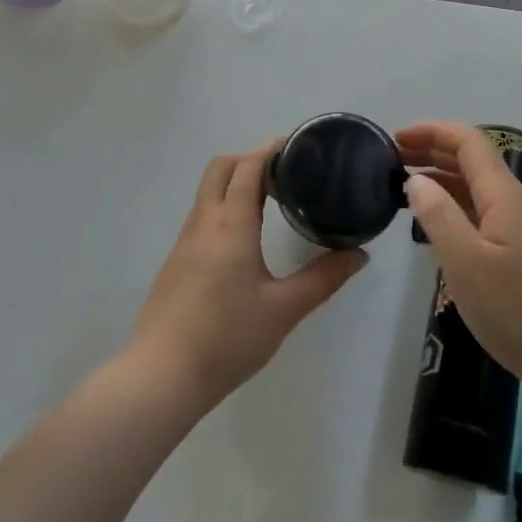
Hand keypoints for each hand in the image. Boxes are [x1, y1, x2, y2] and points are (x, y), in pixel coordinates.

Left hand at [129, 140, 367, 410]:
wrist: (162, 377)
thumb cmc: (227, 338)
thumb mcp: (284, 310)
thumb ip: (323, 279)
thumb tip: (359, 255)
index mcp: (231, 224)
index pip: (248, 166)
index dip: (270, 149)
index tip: (297, 145)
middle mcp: (203, 223)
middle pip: (220, 168)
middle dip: (249, 159)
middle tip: (284, 173)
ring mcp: (184, 242)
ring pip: (207, 192)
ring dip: (234, 182)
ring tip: (268, 200)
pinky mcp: (175, 263)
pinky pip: (200, 216)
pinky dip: (222, 207)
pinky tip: (242, 239)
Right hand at [398, 121, 521, 399]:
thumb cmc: (518, 311)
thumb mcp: (466, 263)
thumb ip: (438, 215)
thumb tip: (416, 180)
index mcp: (503, 195)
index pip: (468, 142)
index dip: (432, 132)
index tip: (396, 139)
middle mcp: (515, 203)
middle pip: (473, 160)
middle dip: (433, 151)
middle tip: (392, 160)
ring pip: (477, 188)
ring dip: (442, 178)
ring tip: (405, 188)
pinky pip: (482, 213)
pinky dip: (454, 206)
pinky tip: (435, 226)